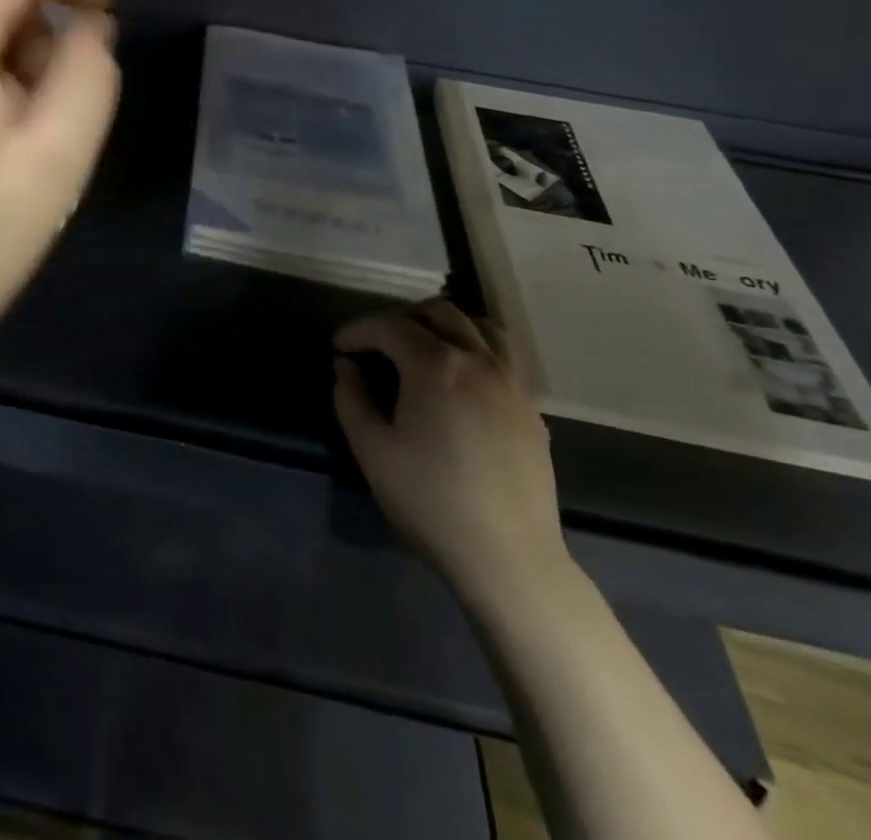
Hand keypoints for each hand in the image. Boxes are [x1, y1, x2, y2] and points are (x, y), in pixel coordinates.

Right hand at [334, 300, 570, 602]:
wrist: (509, 558)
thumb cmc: (430, 500)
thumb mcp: (371, 450)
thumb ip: (351, 398)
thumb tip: (347, 367)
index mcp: (435, 365)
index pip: (389, 326)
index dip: (357, 330)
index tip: (338, 348)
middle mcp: (478, 361)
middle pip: (439, 312)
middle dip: (401, 318)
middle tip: (377, 343)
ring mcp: (512, 384)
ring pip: (481, 327)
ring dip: (446, 326)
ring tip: (424, 347)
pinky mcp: (531, 410)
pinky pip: (503, 358)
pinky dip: (476, 350)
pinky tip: (461, 381)